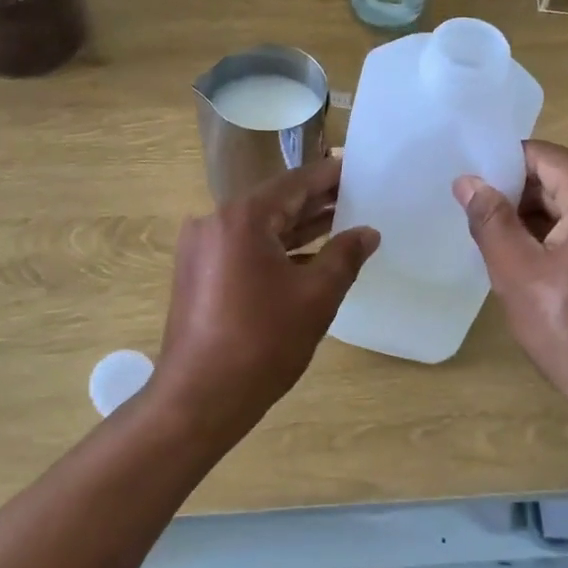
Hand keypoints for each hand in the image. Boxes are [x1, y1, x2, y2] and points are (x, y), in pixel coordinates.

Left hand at [154, 156, 377, 433]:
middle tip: (359, 197)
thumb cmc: (262, 343)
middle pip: (275, 202)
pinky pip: (244, 248)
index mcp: (242, 218)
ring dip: (298, 227)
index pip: (296, 182)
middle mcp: (215, 222)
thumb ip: (345, 256)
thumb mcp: (316, 296)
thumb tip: (368, 232)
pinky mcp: (198, 273)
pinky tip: (309, 257)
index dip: (331, 175)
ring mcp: (202, 248)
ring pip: (260, 227)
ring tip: (342, 223)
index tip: (360, 169)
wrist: (199, 398)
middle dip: (317, 202)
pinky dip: (276, 250)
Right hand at [454, 141, 567, 426]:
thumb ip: (490, 219)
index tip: (472, 187)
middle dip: (520, 197)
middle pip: (565, 180)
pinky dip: (565, 237)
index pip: (547, 158)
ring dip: (541, 219)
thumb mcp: (517, 273)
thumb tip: (468, 181)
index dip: (504, 166)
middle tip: (480, 221)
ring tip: (503, 245)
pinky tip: (537, 263)